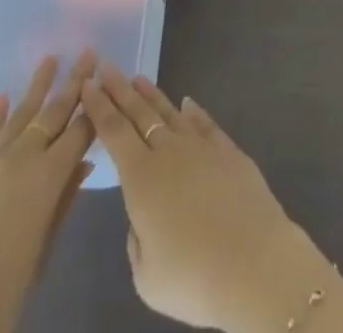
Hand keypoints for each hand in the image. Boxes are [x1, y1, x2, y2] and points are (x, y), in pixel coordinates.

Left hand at [0, 51, 97, 332]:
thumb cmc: (4, 289)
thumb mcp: (44, 247)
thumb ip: (64, 200)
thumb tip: (84, 163)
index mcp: (48, 176)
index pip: (79, 131)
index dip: (95, 107)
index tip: (108, 81)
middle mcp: (23, 157)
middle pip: (54, 112)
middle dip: (74, 83)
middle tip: (89, 53)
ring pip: (21, 114)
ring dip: (38, 86)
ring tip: (52, 59)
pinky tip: (3, 97)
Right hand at [80, 66, 334, 332]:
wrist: (253, 263)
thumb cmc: (193, 277)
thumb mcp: (147, 275)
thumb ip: (137, 239)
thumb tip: (144, 217)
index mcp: (142, 179)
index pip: (114, 132)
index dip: (99, 107)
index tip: (88, 83)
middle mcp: (169, 152)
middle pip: (139, 113)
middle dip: (120, 89)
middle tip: (107, 66)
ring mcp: (201, 147)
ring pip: (171, 113)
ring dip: (152, 95)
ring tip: (138, 79)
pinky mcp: (229, 151)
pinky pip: (205, 124)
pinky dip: (194, 111)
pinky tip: (187, 103)